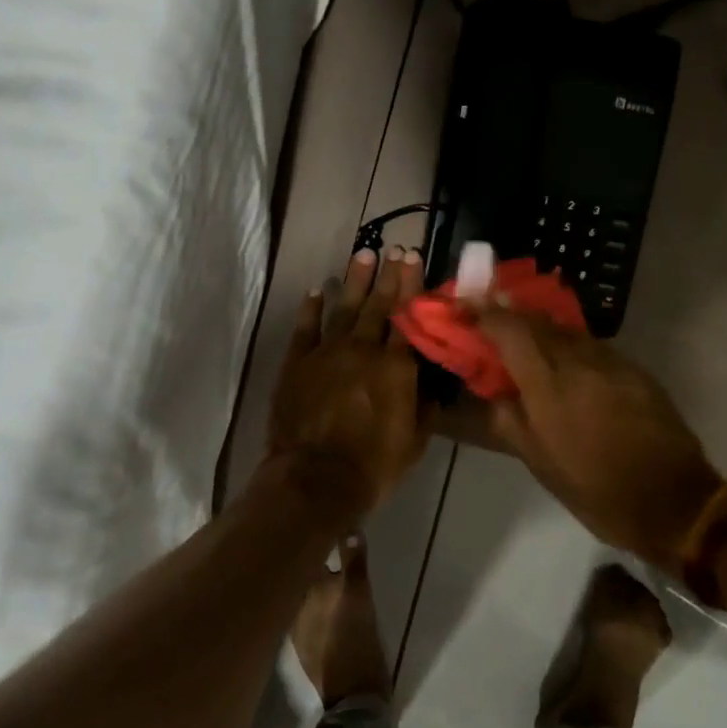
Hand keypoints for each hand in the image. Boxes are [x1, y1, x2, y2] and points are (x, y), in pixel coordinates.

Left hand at [267, 247, 428, 517]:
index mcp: (396, 366)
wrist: (315, 479)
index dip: (412, 286)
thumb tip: (430, 379)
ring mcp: (326, 353)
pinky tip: (317, 290)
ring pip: (343, 308)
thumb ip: (424, 404)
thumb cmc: (374, 465)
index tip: (414, 259)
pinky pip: (305, 328)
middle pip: (377, 305)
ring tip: (363, 255)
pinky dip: (311, 308)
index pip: (408, 317)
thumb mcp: (416, 440)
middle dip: (387, 275)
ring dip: (353, 281)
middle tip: (394, 248)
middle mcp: (362, 349)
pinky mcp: (296, 363)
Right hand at [473, 308, 724, 571]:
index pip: (510, 331)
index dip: (484, 313)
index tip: (465, 307)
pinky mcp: (635, 371)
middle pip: (538, 321)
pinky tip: (565, 364)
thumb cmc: (596, 491)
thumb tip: (489, 393)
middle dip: (510, 314)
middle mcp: (580, 363)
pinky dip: (569, 346)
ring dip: (541, 328)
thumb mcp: (540, 462)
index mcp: (549, 387)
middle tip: (489, 316)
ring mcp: (612, 363)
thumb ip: (508, 421)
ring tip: (524, 340)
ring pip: (567, 331)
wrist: (672, 502)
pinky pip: (592, 347)